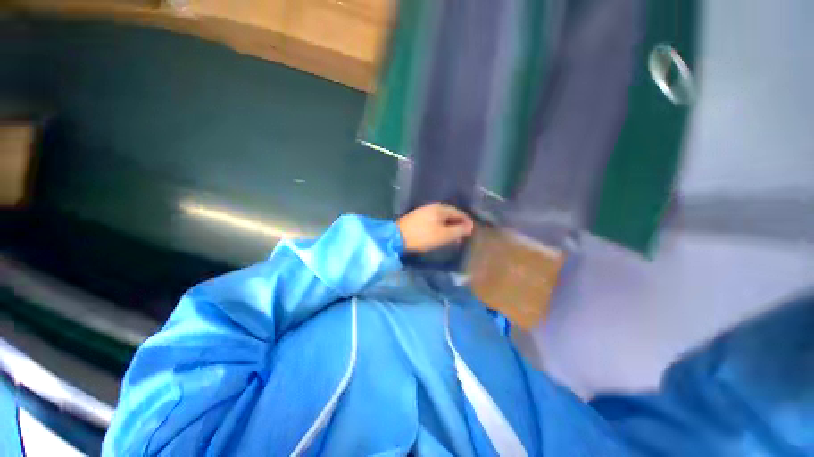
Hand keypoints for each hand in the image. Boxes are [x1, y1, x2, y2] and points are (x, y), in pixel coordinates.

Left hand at [396, 203, 473, 253]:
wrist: (397, 237)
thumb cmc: (423, 236)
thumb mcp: (444, 235)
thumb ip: (458, 230)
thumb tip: (470, 226)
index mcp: (441, 208)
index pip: (458, 212)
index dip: (466, 221)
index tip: (471, 230)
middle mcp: (433, 206)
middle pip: (450, 214)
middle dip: (458, 223)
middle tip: (463, 234)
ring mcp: (423, 211)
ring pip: (441, 217)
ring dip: (449, 225)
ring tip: (453, 235)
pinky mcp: (417, 217)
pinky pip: (434, 220)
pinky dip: (440, 226)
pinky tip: (440, 233)